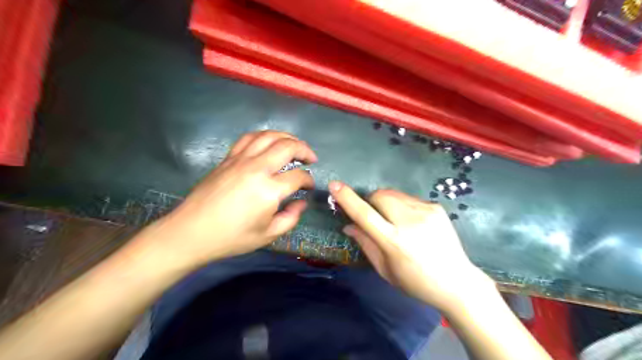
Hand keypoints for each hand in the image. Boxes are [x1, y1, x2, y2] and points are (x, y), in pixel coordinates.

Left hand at [152, 130, 318, 268]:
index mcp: (269, 190)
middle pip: (287, 146)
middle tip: (311, 158)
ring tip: (294, 145)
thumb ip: (291, 218)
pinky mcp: (228, 158)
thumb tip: (301, 203)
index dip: (309, 180)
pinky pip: (249, 138)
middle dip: (304, 149)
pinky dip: (264, 136)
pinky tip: (269, 142)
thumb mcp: (268, 235)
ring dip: (286, 137)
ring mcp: (241, 160)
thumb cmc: (231, 237)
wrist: (191, 232)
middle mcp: (257, 168)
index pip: (298, 176)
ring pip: (269, 136)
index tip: (310, 186)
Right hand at [328, 183, 492, 311]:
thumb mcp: (385, 269)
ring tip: (394, 220)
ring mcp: (426, 211)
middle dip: (370, 200)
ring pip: (393, 194)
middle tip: (373, 216)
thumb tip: (348, 225)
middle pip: (380, 195)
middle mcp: (410, 222)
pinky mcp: (436, 207)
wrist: (457, 282)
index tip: (335, 185)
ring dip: (386, 202)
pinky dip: (401, 205)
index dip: (348, 199)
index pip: (365, 214)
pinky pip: (408, 198)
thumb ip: (365, 243)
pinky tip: (411, 222)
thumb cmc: (416, 282)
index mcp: (394, 242)